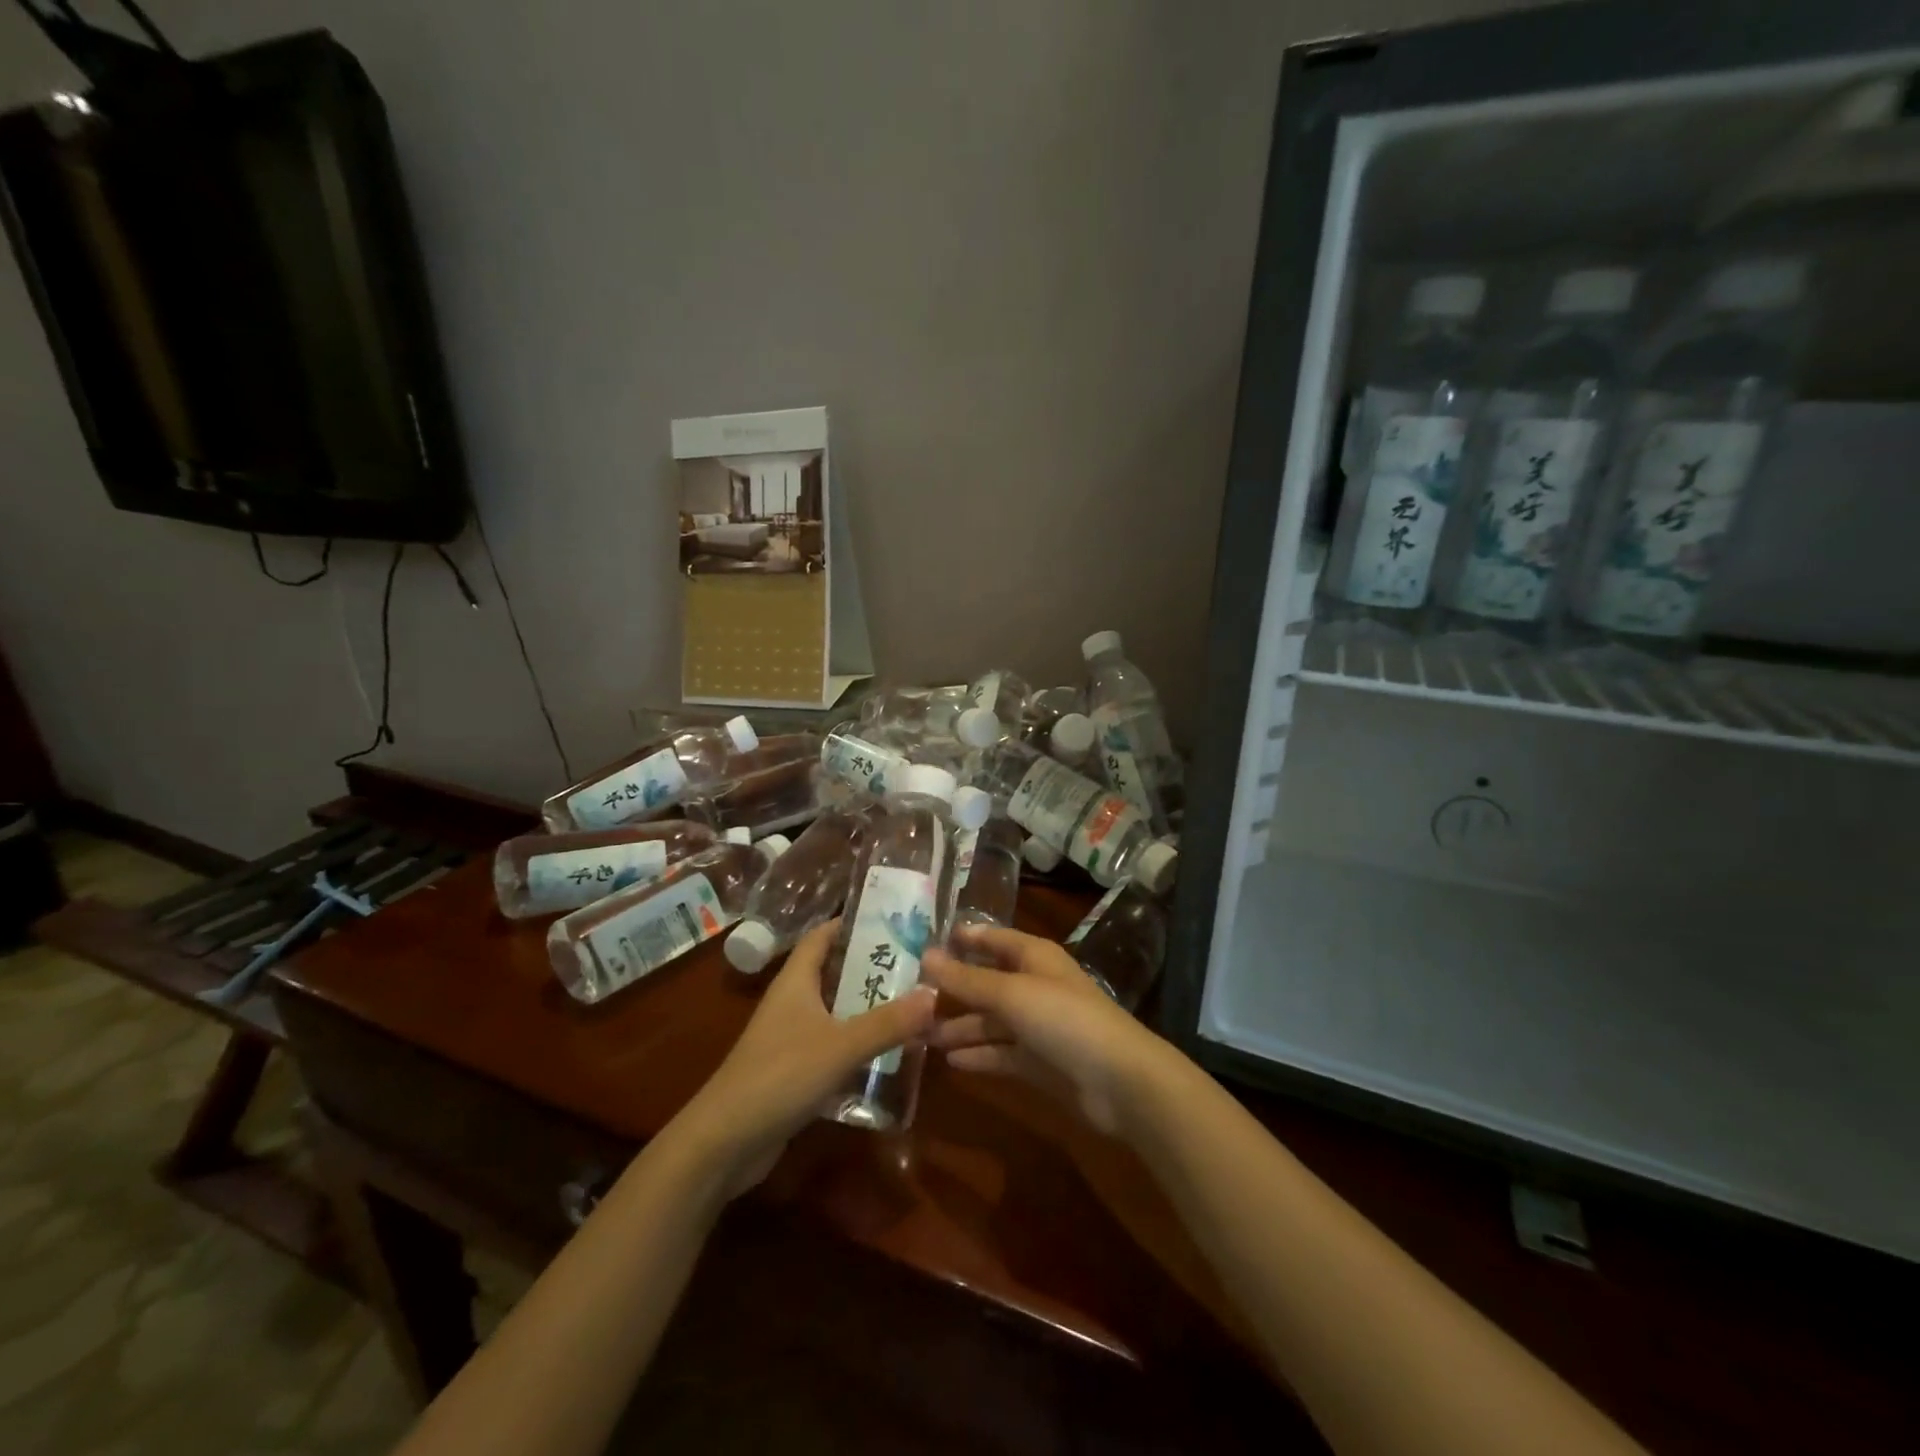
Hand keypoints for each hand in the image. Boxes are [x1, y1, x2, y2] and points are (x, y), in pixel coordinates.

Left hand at [670, 919, 936, 1196]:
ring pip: (837, 1010)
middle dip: (873, 966)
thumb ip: (888, 1022)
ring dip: (870, 1007)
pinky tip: (891, 1051)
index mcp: (796, 981)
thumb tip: (935, 993)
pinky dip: (860, 1043)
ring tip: (914, 1003)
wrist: (724, 1142)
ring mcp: (792, 1037)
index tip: (894, 919)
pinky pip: (834, 1045)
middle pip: (835, 972)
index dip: (853, 922)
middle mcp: (793, 1002)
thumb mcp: (840, 1046)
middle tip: (918, 964)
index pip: (823, 935)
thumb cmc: (779, 1076)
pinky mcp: (795, 1071)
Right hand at [922, 923, 1170, 1138]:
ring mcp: (1037, 1026)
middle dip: (951, 990)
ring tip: (918, 1036)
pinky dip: (977, 1055)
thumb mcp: (1011, 993)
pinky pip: (1000, 1052)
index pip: (992, 938)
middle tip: (908, 998)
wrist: (1119, 1081)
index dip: (961, 939)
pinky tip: (949, 1061)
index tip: (922, 944)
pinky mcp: (1039, 1062)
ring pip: (989, 1021)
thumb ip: (967, 978)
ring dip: (958, 1027)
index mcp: (1033, 957)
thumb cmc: (1064, 1019)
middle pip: (986, 982)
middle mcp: (1034, 986)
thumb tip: (925, 955)